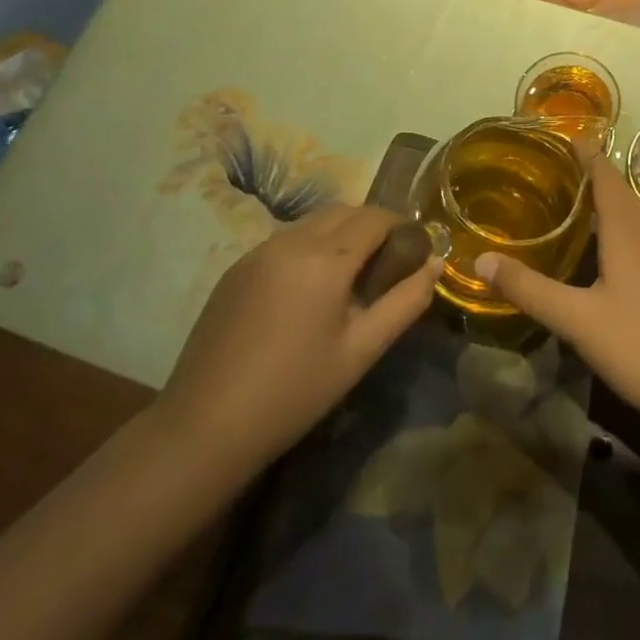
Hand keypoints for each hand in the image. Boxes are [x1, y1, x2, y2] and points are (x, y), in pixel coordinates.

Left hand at [157, 206, 441, 477]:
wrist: (203, 428)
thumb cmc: (294, 393)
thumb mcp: (361, 351)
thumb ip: (405, 302)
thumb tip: (436, 264)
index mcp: (325, 259)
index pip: (375, 217)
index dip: (401, 226)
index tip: (415, 250)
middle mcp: (291, 241)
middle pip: (344, 211)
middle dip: (372, 226)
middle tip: (387, 263)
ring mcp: (258, 251)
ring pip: (313, 222)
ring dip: (340, 233)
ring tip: (350, 276)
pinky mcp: (236, 268)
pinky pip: (286, 240)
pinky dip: (310, 247)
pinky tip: (309, 290)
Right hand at [474, 153, 639, 445]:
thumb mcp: (578, 320)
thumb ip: (530, 289)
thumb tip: (480, 259)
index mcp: (626, 227)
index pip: (602, 170)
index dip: (577, 150)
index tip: (544, 138)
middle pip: (612, 186)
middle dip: (579, 172)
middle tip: (537, 169)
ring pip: (624, 210)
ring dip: (594, 198)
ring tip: (555, 199)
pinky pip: (632, 232)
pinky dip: (607, 223)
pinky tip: (588, 246)